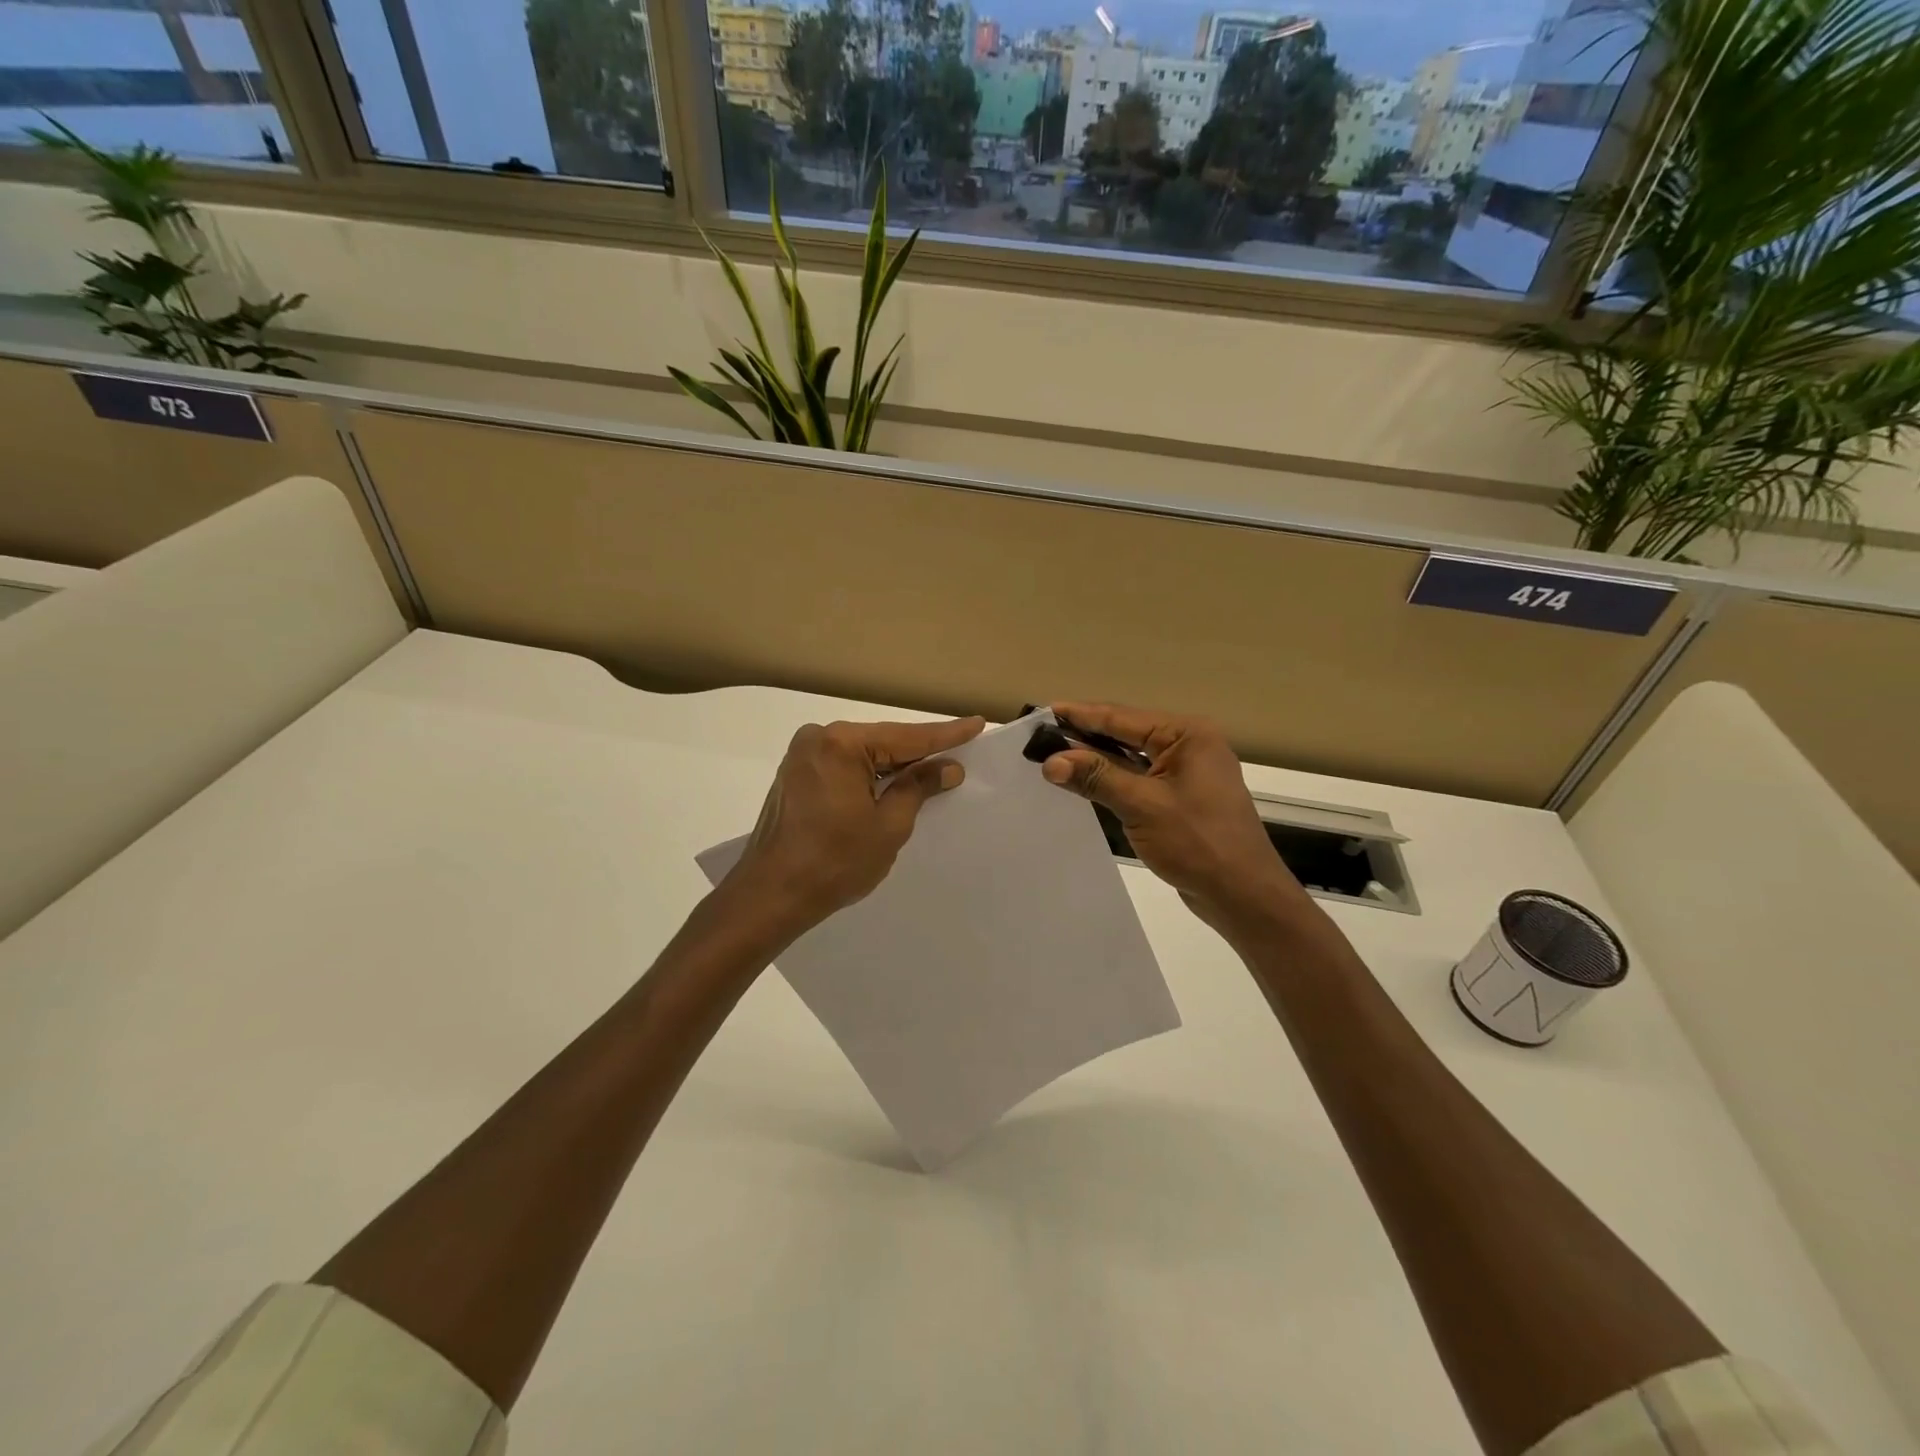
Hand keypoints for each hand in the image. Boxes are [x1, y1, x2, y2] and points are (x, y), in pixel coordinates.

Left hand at [729, 716, 984, 926]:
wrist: (770, 895)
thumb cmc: (834, 862)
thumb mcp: (888, 826)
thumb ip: (918, 788)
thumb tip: (946, 767)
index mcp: (842, 744)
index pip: (907, 737)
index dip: (946, 735)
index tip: (976, 723)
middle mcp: (818, 739)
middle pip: (882, 742)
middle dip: (919, 752)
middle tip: (959, 752)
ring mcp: (802, 756)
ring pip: (862, 756)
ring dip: (892, 767)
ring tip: (931, 770)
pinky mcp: (794, 776)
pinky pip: (843, 767)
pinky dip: (868, 776)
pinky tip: (890, 785)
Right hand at [1040, 702, 1301, 932]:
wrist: (1243, 895)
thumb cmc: (1198, 843)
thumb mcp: (1142, 806)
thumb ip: (1096, 778)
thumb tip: (1051, 761)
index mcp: (1187, 735)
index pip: (1123, 717)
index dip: (1082, 715)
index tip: (1044, 711)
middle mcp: (1190, 746)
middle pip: (1127, 734)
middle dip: (1085, 736)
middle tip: (1042, 736)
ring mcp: (1187, 773)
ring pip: (1131, 758)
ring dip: (1097, 760)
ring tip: (1054, 756)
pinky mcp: (1182, 798)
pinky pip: (1140, 779)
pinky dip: (1113, 779)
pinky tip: (1085, 782)